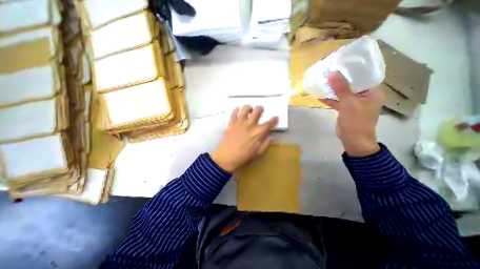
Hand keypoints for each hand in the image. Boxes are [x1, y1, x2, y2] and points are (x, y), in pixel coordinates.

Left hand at [211, 105, 279, 171]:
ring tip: (249, 111)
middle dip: (261, 108)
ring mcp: (240, 122)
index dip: (274, 120)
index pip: (269, 124)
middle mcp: (250, 124)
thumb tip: (272, 138)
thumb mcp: (257, 152)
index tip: (276, 117)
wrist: (227, 157)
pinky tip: (238, 110)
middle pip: (257, 110)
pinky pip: (234, 113)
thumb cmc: (244, 156)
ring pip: (245, 108)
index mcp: (258, 132)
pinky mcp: (231, 123)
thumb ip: (266, 144)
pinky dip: (236, 110)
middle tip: (260, 111)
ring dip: (249, 108)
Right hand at [320, 72, 384, 156]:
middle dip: (340, 77)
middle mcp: (363, 95)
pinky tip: (320, 95)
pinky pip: (337, 101)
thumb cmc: (356, 121)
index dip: (354, 68)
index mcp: (372, 91)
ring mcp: (353, 102)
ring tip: (323, 81)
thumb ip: (341, 88)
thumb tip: (332, 73)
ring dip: (333, 88)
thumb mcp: (349, 103)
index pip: (364, 74)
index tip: (342, 62)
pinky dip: (329, 99)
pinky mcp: (345, 109)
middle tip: (330, 69)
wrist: (353, 139)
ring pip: (342, 92)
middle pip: (352, 83)